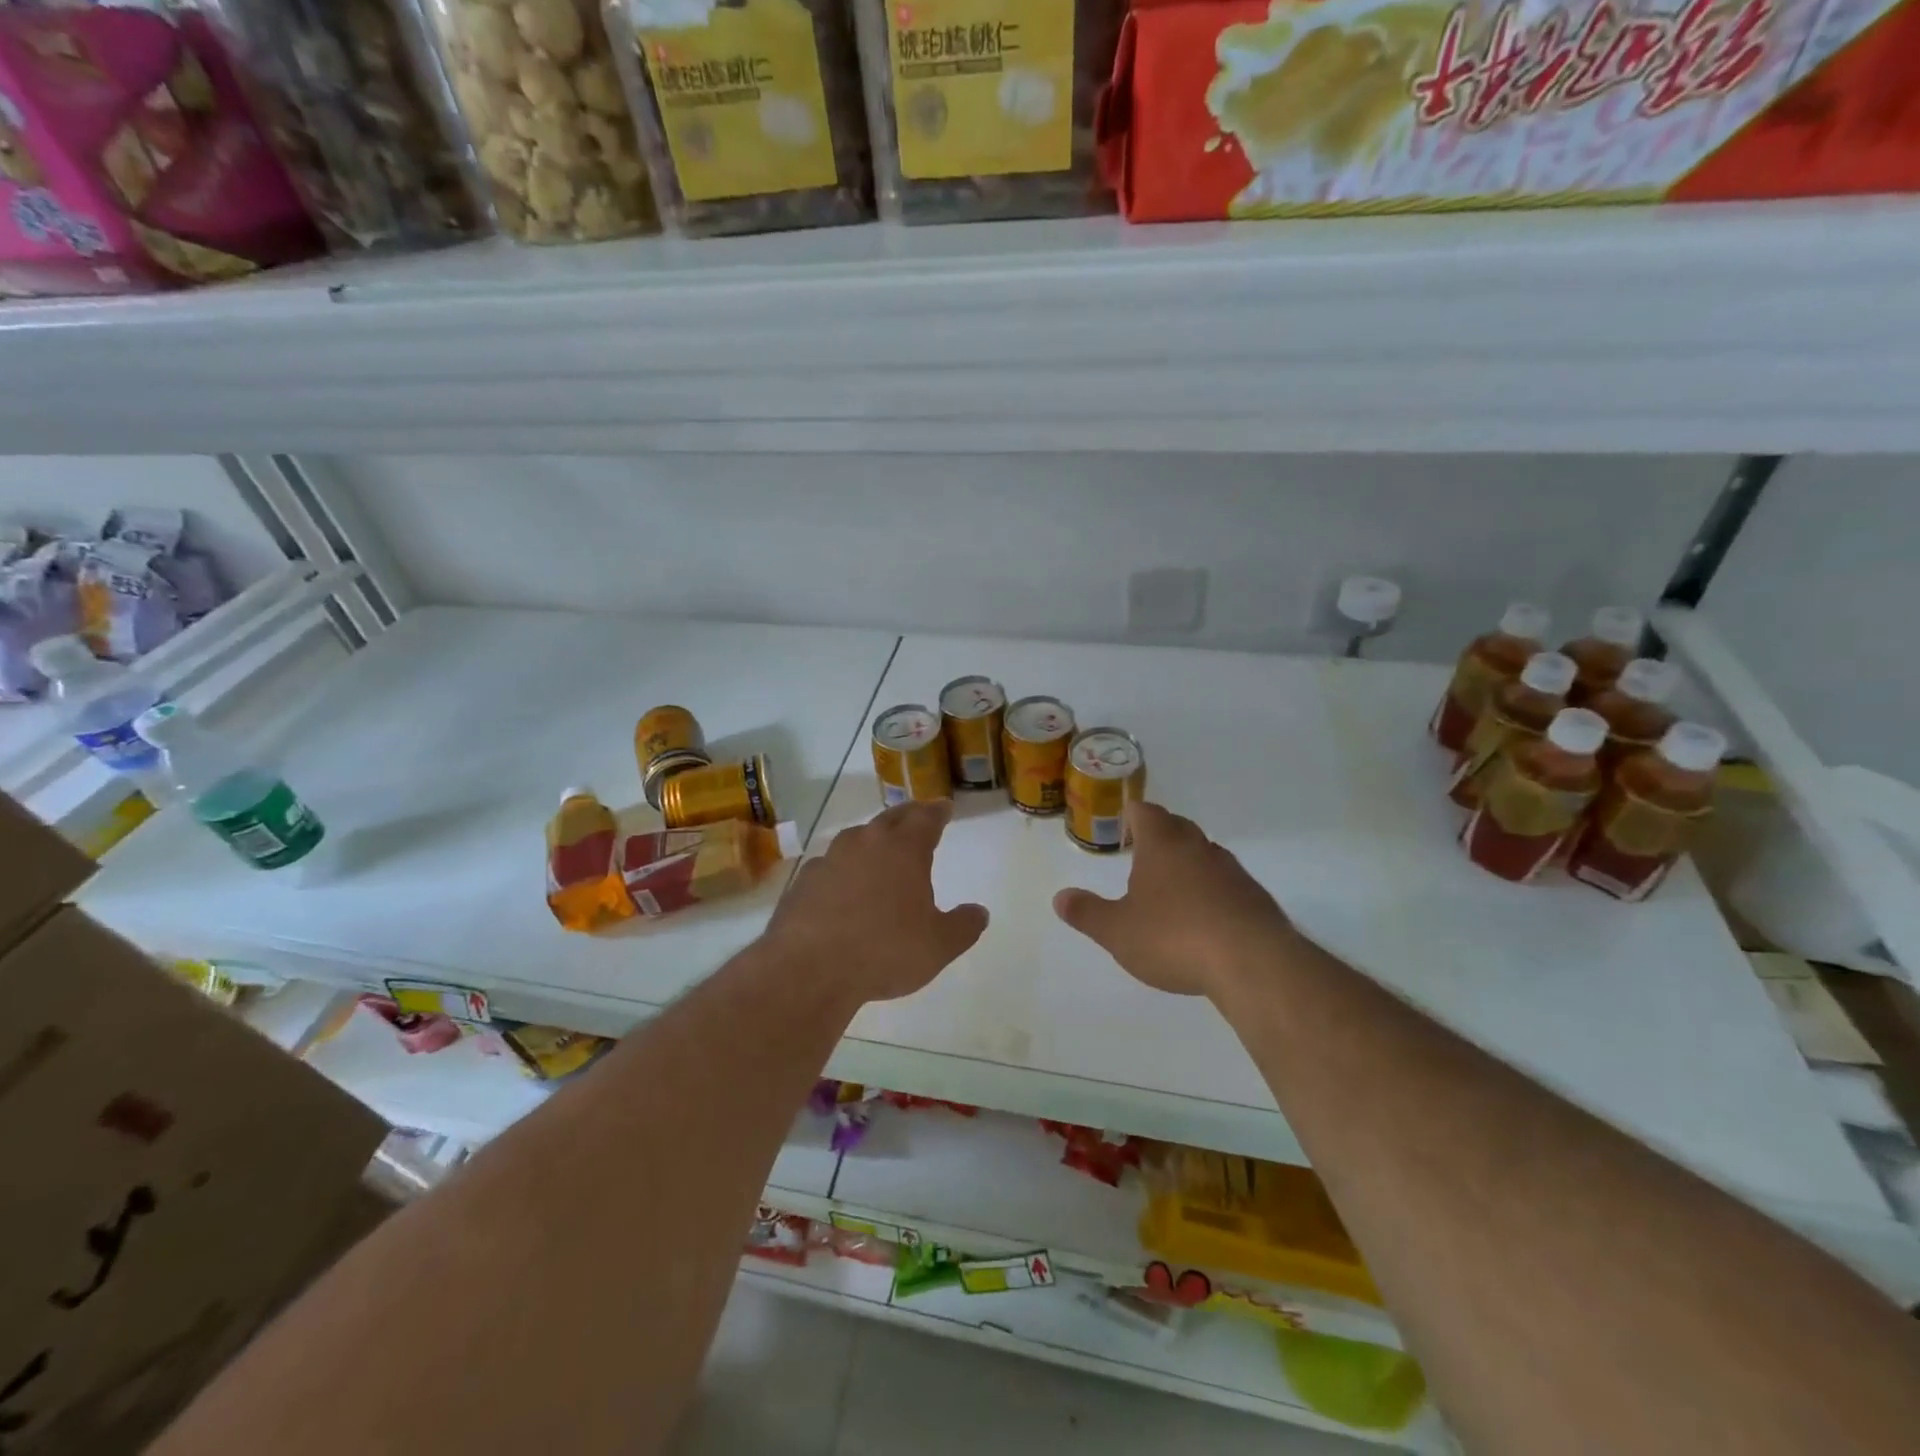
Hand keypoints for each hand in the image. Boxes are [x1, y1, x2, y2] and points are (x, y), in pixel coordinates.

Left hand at [767, 800, 987, 1005]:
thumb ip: (963, 926)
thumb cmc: (884, 951)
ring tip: (879, 849)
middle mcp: (866, 843)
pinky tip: (842, 886)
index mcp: (904, 849)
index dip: (938, 811)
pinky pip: (830, 866)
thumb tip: (979, 912)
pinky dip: (842, 869)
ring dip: (871, 840)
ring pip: (856, 838)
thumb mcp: (938, 946)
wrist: (809, 968)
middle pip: (890, 819)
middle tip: (917, 816)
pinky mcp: (803, 881)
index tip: (944, 806)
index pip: (926, 818)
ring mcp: (830, 859)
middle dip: (907, 816)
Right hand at [1053, 802, 1296, 998]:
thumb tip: (1059, 897)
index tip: (1124, 824)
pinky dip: (1211, 892)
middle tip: (1142, 853)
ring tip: (1171, 889)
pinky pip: (1226, 884)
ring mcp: (1232, 871)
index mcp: (1163, 845)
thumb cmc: (1174, 937)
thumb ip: (1088, 913)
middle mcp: (1199, 848)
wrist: (1252, 963)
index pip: (1146, 812)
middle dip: (1160, 835)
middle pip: (1178, 827)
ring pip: (1204, 855)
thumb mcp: (1118, 931)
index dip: (1132, 814)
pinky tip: (1204, 919)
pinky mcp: (1255, 898)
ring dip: (1187, 864)